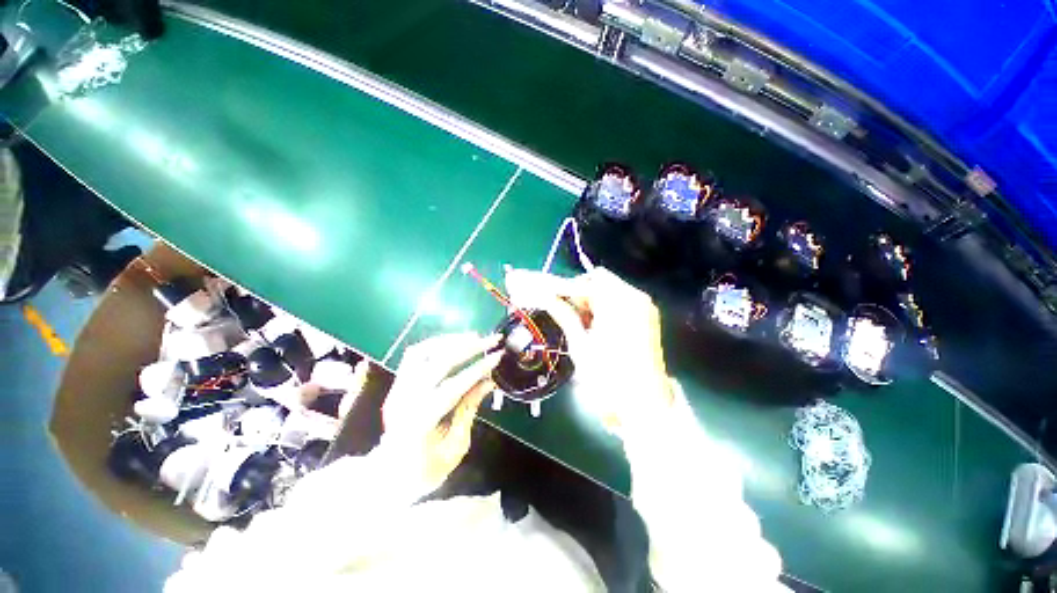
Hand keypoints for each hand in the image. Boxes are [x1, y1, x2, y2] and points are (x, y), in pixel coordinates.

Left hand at [379, 333, 501, 488]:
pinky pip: (414, 355)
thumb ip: (469, 410)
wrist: (387, 476)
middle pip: (438, 362)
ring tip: (474, 337)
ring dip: (451, 341)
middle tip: (491, 339)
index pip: (453, 386)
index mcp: (420, 423)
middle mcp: (405, 400)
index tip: (498, 356)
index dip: (478, 369)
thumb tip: (488, 382)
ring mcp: (397, 390)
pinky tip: (453, 343)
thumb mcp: (455, 447)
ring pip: (422, 352)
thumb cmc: (426, 470)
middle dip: (469, 347)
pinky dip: (435, 344)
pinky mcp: (397, 384)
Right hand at [505, 267, 673, 439]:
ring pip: (605, 291)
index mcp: (619, 302)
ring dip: (585, 300)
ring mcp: (642, 306)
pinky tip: (588, 323)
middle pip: (595, 282)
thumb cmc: (609, 377)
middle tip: (554, 305)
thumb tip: (541, 295)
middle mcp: (634, 297)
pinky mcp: (645, 316)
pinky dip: (599, 308)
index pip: (580, 285)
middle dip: (572, 292)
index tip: (534, 287)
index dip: (555, 286)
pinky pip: (616, 302)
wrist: (645, 405)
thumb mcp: (581, 344)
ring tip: (571, 318)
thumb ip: (563, 313)